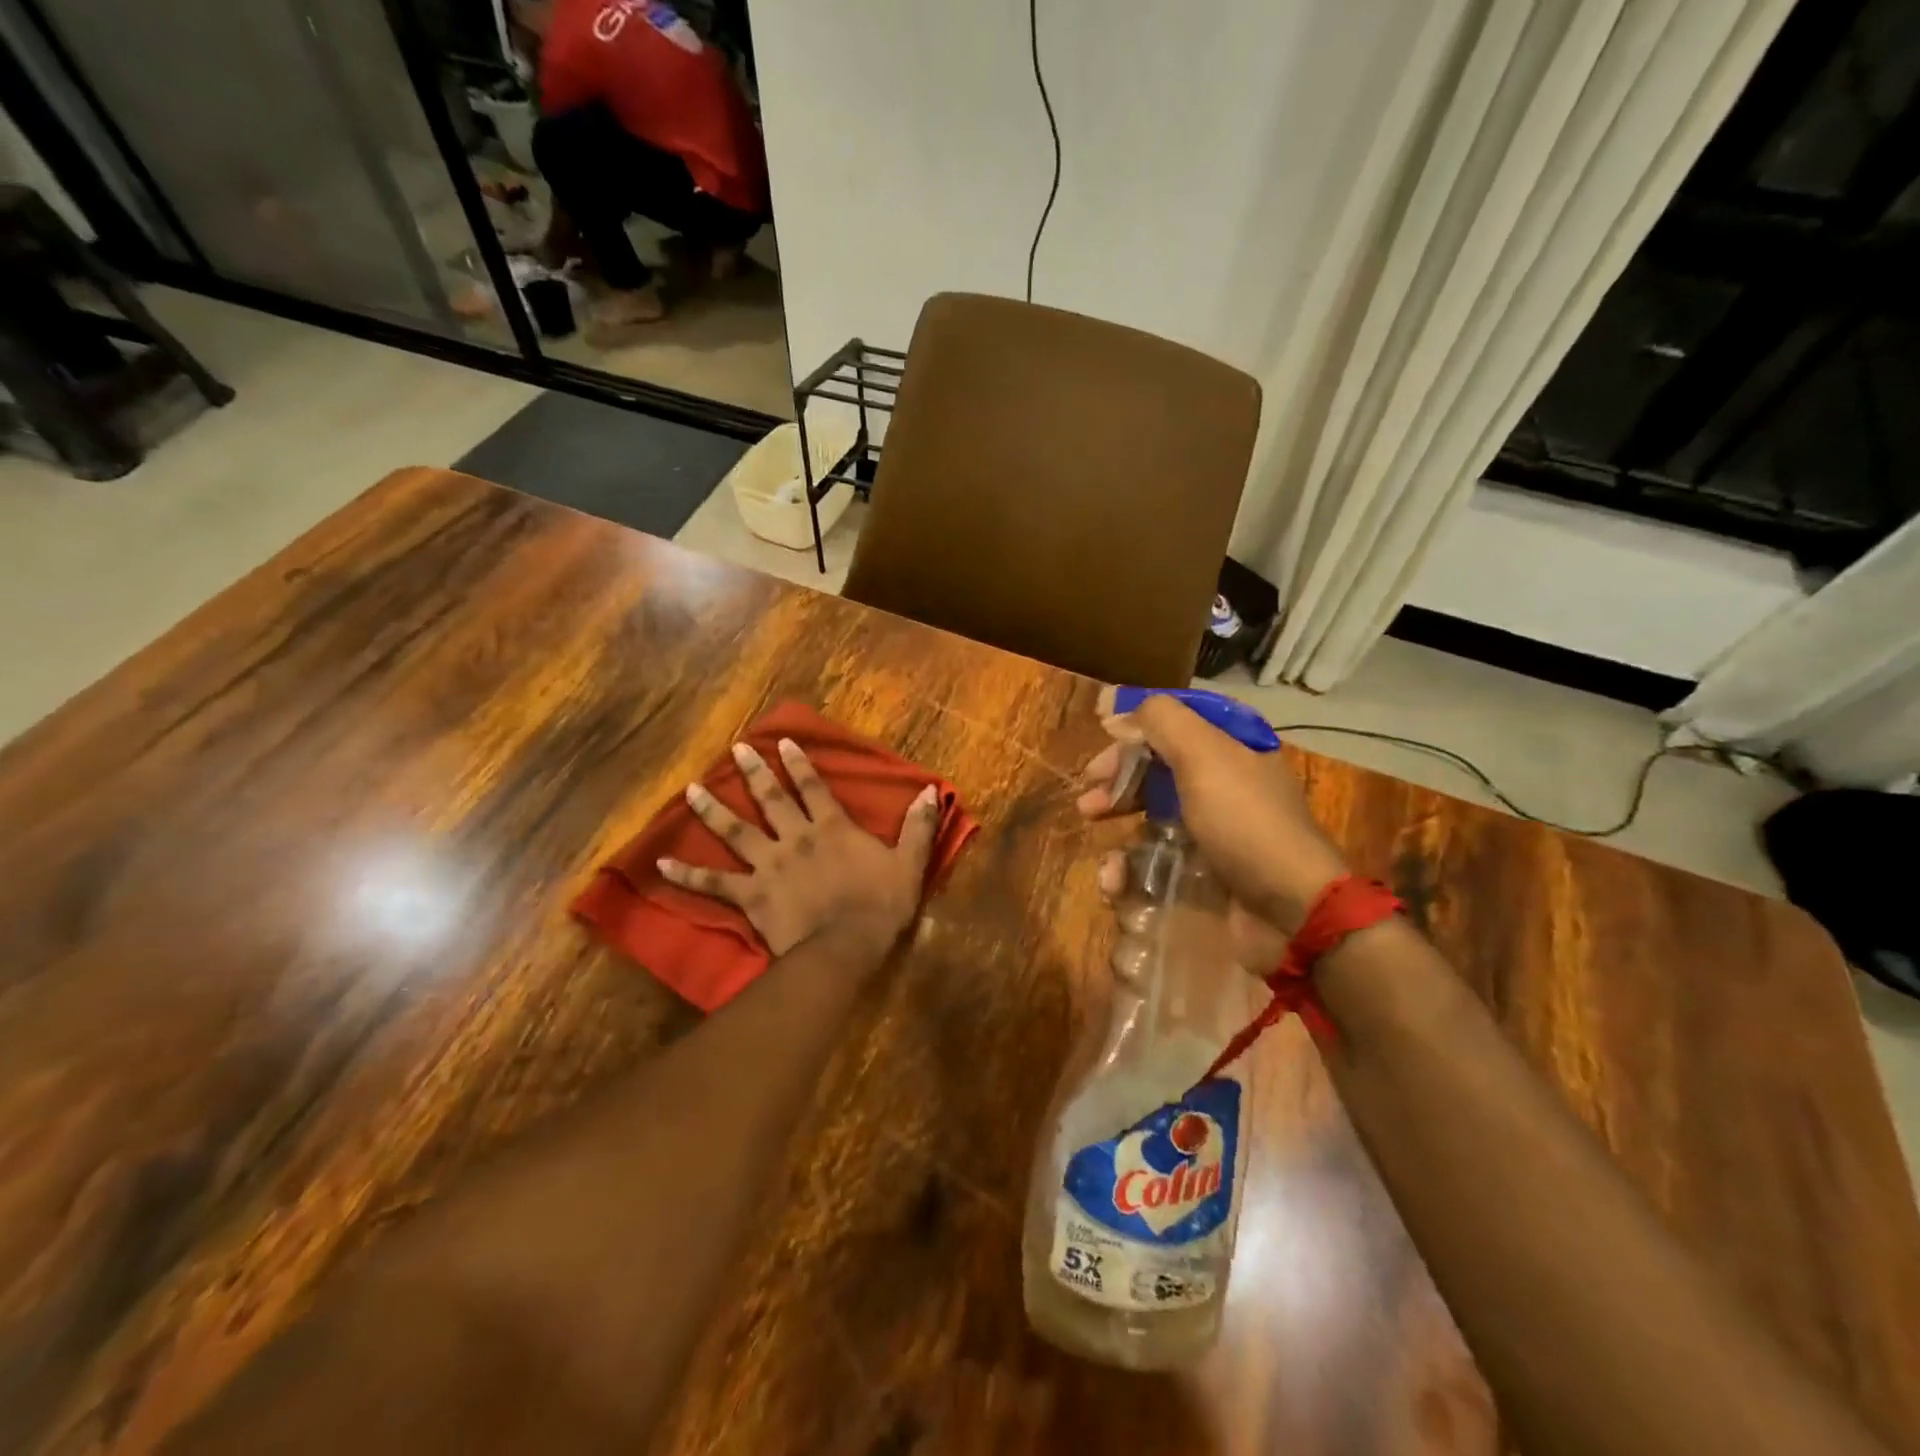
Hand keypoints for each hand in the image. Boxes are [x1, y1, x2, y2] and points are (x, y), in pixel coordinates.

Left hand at [660, 738, 939, 955]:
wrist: (845, 947)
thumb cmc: (879, 906)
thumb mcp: (909, 864)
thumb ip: (919, 826)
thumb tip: (932, 791)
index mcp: (831, 828)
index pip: (813, 787)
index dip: (798, 763)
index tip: (780, 741)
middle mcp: (795, 838)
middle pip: (770, 799)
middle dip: (753, 772)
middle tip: (733, 749)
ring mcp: (768, 865)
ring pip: (735, 832)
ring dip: (712, 810)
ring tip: (689, 790)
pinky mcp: (750, 895)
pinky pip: (713, 884)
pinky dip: (687, 875)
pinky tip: (661, 863)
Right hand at [1076, 691, 1348, 933]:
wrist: (1290, 910)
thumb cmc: (1244, 822)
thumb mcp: (1204, 755)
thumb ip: (1161, 721)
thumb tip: (1118, 711)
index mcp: (1232, 748)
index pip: (1176, 724)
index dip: (1136, 727)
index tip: (1103, 738)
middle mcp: (1224, 785)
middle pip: (1158, 769)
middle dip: (1119, 778)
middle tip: (1089, 796)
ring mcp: (1214, 833)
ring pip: (1152, 815)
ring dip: (1117, 822)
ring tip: (1093, 833)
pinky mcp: (1203, 875)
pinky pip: (1156, 862)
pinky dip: (1130, 869)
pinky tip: (1114, 878)